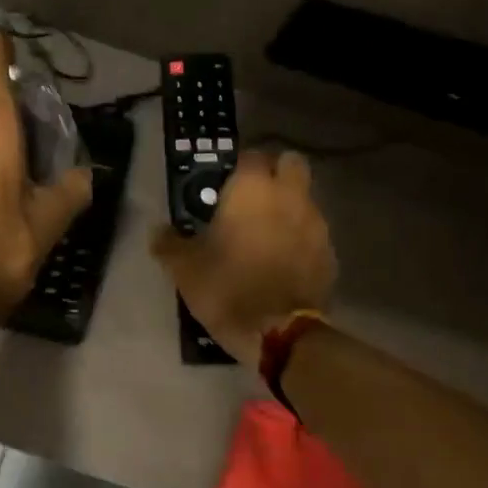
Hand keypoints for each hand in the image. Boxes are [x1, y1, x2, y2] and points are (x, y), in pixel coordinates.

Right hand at [151, 150, 336, 367]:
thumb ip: (169, 243)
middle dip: (275, 174)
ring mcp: (316, 223)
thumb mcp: (184, 268)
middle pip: (291, 164)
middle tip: (252, 199)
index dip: (237, 168)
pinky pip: (313, 233)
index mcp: (252, 189)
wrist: (278, 331)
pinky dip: (301, 239)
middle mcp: (289, 196)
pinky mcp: (330, 252)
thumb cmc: (226, 287)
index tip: (223, 187)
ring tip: (266, 234)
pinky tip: (283, 261)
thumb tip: (158, 231)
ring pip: (305, 198)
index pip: (250, 156)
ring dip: (289, 207)